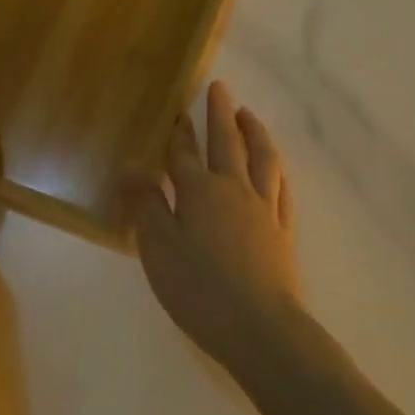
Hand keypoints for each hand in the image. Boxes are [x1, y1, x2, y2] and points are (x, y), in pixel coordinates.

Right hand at [128, 81, 302, 370]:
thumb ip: (146, 204)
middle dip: (220, 113)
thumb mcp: (158, 249)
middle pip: (227, 142)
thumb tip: (131, 165)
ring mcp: (264, 208)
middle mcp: (234, 189)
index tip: (177, 111)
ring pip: (262, 158)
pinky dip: (277, 169)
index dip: (179, 132)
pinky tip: (276, 167)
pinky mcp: (283, 230)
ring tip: (249, 114)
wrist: (260, 327)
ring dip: (254, 131)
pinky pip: (282, 188)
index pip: (184, 154)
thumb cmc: (199, 290)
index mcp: (200, 191)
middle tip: (219, 87)